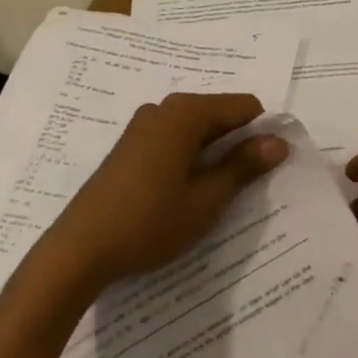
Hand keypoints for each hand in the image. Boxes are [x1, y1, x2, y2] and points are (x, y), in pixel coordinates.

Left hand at [38, 93, 287, 293]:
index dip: (261, 134)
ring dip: (212, 154)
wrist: (78, 250)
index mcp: (186, 113)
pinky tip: (182, 193)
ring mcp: (143, 125)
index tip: (264, 170)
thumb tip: (278, 141)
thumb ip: (244, 166)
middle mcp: (165, 108)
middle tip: (241, 188)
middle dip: (236, 144)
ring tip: (212, 195)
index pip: (244, 106)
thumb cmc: (149, 222)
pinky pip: (174, 139)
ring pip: (196, 129)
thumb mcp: (206, 199)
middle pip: (219, 114)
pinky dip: (188, 158)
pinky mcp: (130, 145)